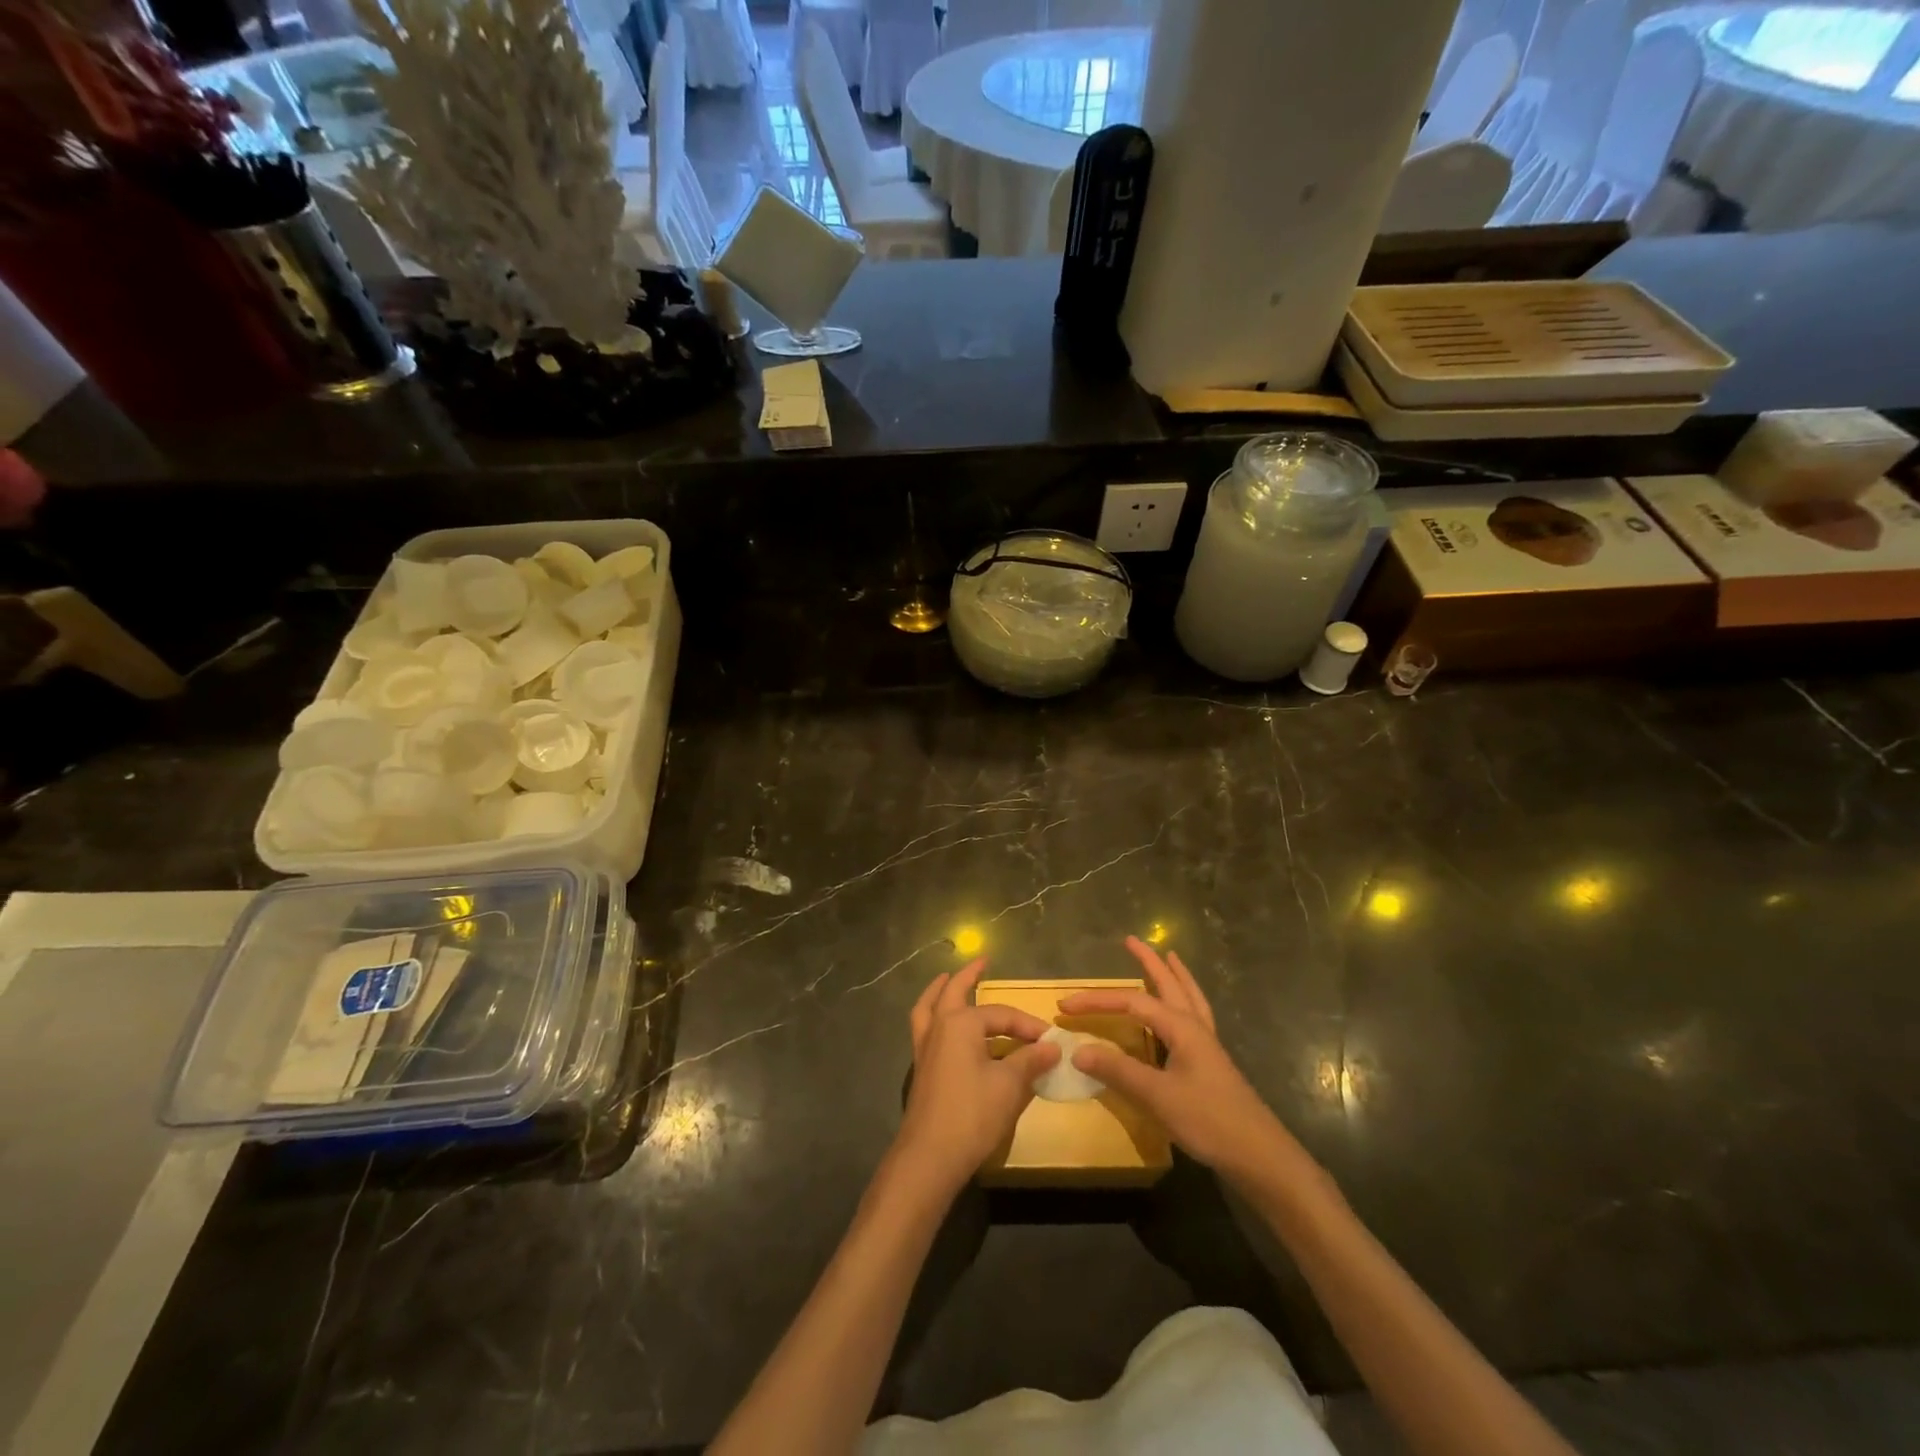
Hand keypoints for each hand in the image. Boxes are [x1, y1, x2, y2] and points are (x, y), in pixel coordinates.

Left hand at [896, 960, 1059, 1194]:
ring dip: (940, 992)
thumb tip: (1052, 1047)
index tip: (1050, 1040)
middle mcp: (939, 1027)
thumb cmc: (972, 1114)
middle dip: (968, 976)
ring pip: (929, 1008)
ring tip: (947, 981)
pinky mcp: (921, 1070)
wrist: (929, 1156)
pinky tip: (945, 1027)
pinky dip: (934, 1017)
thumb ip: (1030, 1061)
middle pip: (952, 992)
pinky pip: (925, 1029)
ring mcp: (925, 1049)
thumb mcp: (1009, 1086)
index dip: (1028, 1025)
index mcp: (960, 1023)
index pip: (1001, 1015)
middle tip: (981, 962)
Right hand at [1059, 938, 1300, 1185]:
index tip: (1065, 1005)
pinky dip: (1186, 1002)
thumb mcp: (1157, 1097)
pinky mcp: (1212, 1063)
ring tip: (1169, 958)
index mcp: (1182, 1028)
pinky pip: (1195, 1018)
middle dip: (1149, 962)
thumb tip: (1077, 1050)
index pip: (1132, 1003)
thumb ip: (1118, 1071)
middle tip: (1131, 940)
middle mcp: (1196, 1028)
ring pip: (1189, 998)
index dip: (1097, 1001)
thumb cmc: (1208, 1120)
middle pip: (1170, 985)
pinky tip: (1182, 1011)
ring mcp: (1207, 1046)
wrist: (1259, 1156)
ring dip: (1174, 976)